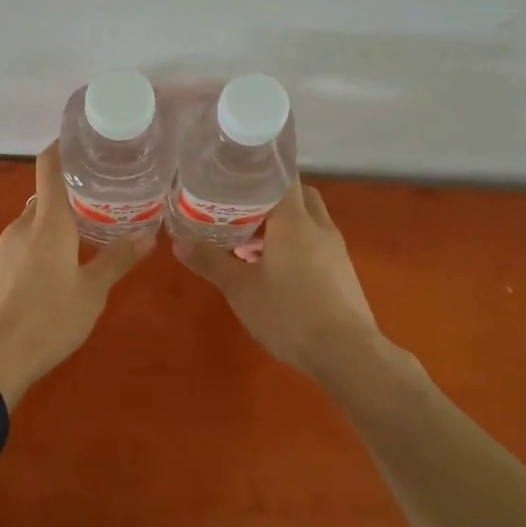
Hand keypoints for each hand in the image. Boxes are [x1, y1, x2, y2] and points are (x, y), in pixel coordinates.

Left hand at [0, 142, 154, 408]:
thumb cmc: (47, 321)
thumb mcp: (92, 293)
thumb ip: (118, 259)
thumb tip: (149, 234)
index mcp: (48, 222)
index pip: (49, 167)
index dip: (63, 148)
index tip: (84, 143)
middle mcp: (21, 226)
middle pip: (45, 198)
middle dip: (70, 198)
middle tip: (100, 205)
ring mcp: (1, 249)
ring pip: (32, 225)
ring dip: (54, 228)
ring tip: (81, 244)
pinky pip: (19, 247)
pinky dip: (37, 249)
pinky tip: (50, 276)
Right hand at [172, 179, 380, 379]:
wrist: (347, 355)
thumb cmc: (290, 313)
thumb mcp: (240, 289)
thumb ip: (210, 261)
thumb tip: (178, 241)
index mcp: (294, 220)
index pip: (282, 176)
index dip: (259, 171)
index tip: (234, 175)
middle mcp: (319, 226)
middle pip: (297, 196)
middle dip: (270, 199)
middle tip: (239, 210)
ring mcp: (335, 250)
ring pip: (308, 222)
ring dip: (282, 226)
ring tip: (249, 245)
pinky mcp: (343, 272)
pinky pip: (316, 244)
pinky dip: (296, 246)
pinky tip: (275, 272)